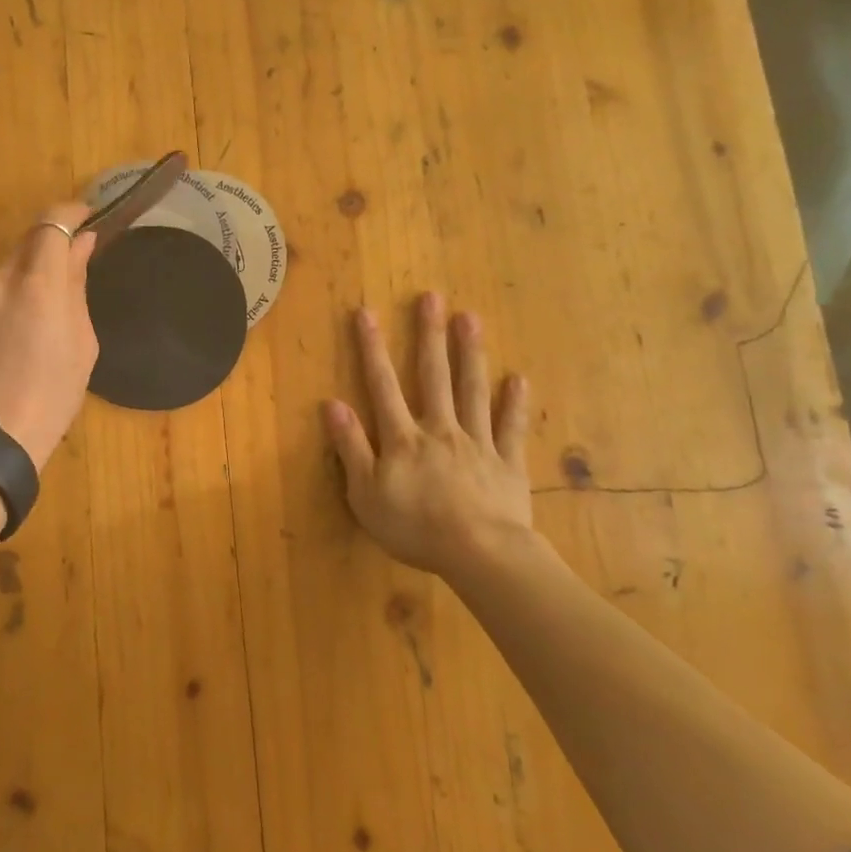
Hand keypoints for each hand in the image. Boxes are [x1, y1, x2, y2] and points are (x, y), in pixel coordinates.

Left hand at [0, 202, 99, 469]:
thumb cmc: (51, 398)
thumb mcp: (81, 344)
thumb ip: (76, 286)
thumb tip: (81, 245)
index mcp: (36, 286)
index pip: (51, 225)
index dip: (69, 213)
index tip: (83, 217)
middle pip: (23, 250)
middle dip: (43, 262)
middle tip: (56, 294)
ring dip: (13, 292)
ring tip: (20, 338)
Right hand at [322, 291, 536, 581]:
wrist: (479, 554)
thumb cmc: (415, 527)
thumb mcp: (365, 494)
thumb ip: (351, 447)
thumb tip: (332, 404)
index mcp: (403, 438)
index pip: (383, 385)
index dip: (372, 348)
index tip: (367, 313)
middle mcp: (440, 429)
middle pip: (433, 376)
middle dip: (429, 336)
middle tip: (432, 298)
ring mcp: (477, 443)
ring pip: (472, 391)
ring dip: (470, 354)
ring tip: (470, 318)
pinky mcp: (507, 464)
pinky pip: (510, 428)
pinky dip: (514, 404)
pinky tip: (518, 379)